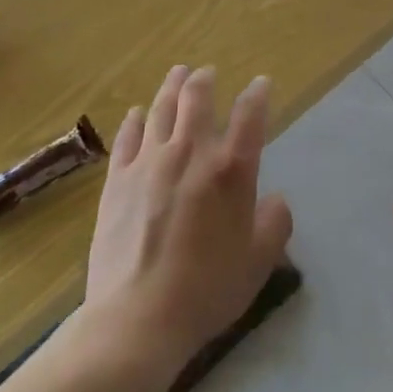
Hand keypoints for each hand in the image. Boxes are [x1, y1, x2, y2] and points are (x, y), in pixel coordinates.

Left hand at [84, 66, 293, 370]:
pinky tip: (136, 113)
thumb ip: (275, 223)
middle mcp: (191, 151)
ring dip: (172, 86)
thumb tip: (275, 199)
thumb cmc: (207, 290)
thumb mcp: (259, 261)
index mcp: (231, 168)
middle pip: (198, 97)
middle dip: (206, 79)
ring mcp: (149, 161)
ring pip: (161, 107)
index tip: (261, 84)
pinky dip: (135, 119)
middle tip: (208, 73)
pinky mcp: (117, 179)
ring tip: (178, 74)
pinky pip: (127, 136)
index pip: (250, 114)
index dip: (258, 93)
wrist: (137, 318)